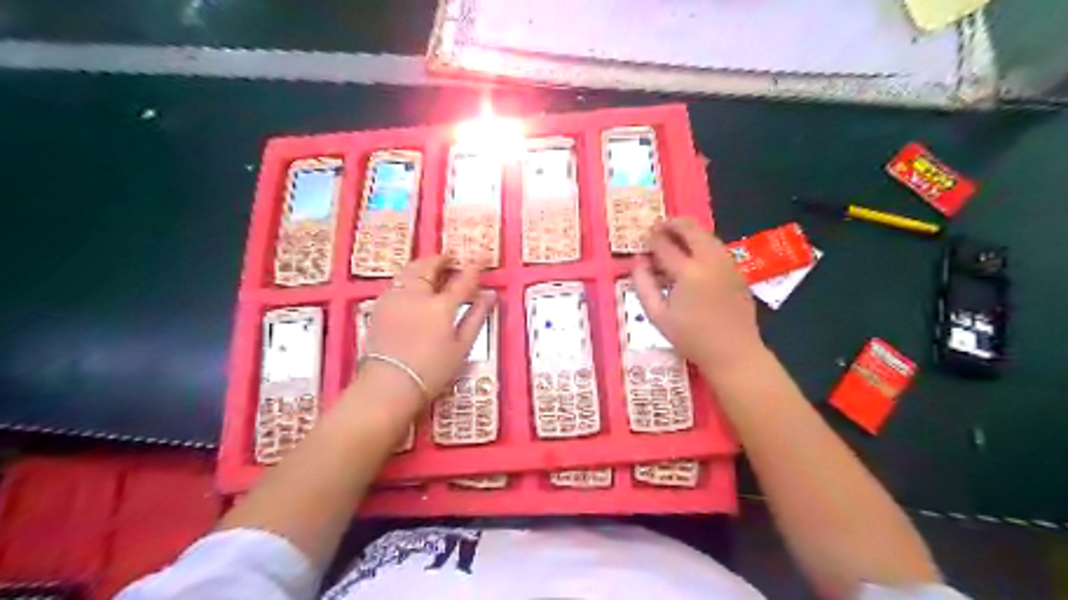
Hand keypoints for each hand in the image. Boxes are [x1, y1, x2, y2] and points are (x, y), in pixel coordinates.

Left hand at [359, 256, 491, 404]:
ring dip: (424, 265)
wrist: (389, 384)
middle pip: (429, 266)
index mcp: (441, 306)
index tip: (479, 259)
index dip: (473, 268)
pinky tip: (413, 286)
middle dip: (442, 259)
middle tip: (451, 259)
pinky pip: (397, 281)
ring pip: (409, 270)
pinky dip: (408, 277)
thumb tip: (490, 296)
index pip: (462, 280)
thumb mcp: (461, 347)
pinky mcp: (380, 305)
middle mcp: (417, 294)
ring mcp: (395, 297)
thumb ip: (476, 317)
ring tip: (432, 268)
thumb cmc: (431, 370)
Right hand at [628, 221, 763, 376]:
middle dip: (672, 223)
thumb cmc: (691, 338)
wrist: (733, 352)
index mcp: (688, 272)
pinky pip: (717, 248)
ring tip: (674, 237)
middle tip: (658, 226)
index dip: (652, 238)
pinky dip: (701, 243)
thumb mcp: (658, 316)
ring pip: (707, 235)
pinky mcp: (737, 271)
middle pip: (691, 229)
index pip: (665, 245)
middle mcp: (710, 261)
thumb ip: (643, 286)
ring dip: (689, 232)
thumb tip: (638, 262)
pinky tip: (692, 256)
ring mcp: (727, 264)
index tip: (643, 237)